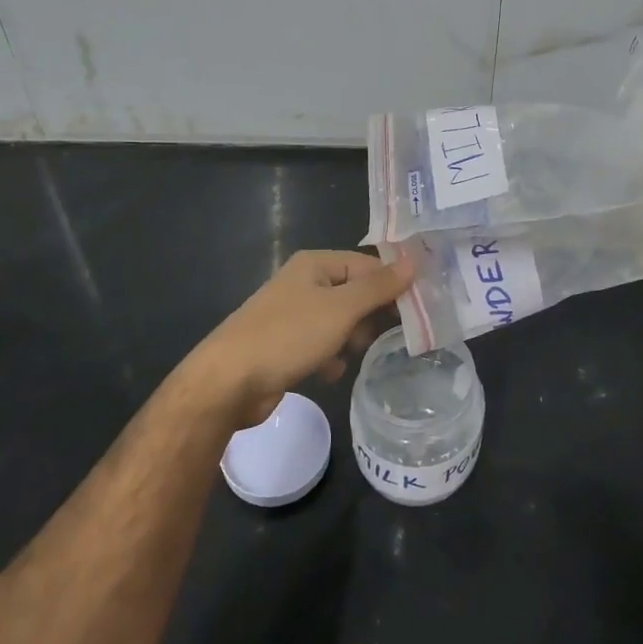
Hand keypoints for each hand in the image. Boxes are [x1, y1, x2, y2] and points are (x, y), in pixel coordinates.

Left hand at [183, 250, 414, 427]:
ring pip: (341, 323)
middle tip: (377, 339)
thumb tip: (413, 261)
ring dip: (350, 341)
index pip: (368, 265)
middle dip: (368, 318)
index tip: (414, 312)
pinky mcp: (286, 345)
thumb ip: (379, 287)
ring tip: (347, 356)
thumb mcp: (341, 309)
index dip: (391, 287)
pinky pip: (322, 345)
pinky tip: (327, 372)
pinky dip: (329, 357)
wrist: (228, 382)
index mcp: (316, 264)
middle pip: (355, 294)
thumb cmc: (288, 336)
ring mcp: (294, 315)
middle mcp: (305, 283)